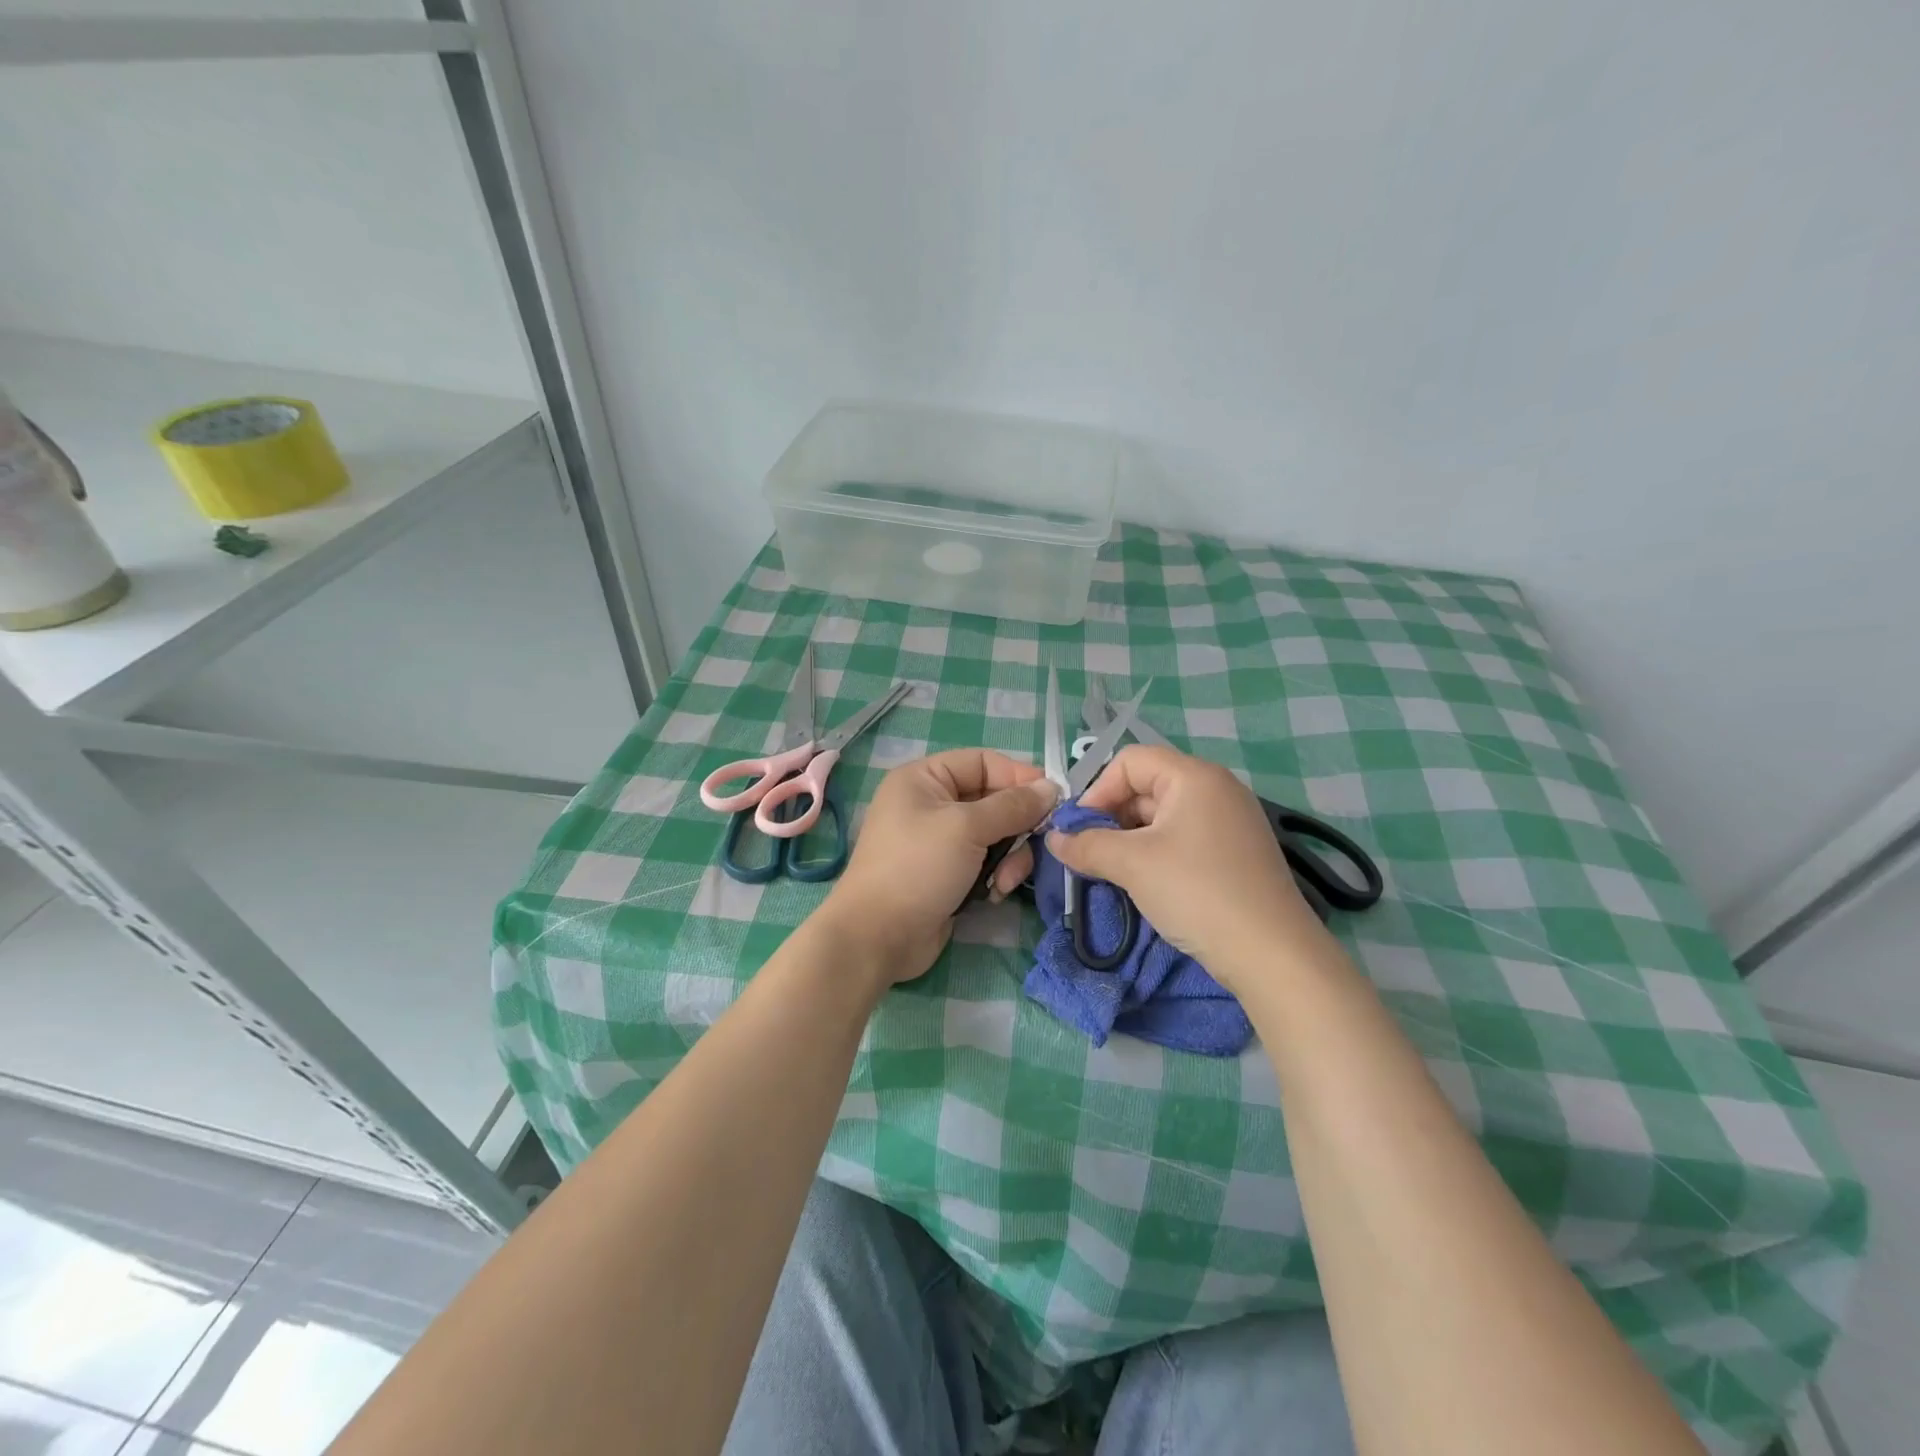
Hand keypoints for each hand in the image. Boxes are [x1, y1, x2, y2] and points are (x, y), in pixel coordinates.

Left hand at [820, 749, 1058, 984]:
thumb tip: (1050, 787)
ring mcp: (940, 841)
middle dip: (1017, 825)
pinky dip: (997, 875)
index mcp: (925, 779)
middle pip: (993, 800)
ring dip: (1010, 856)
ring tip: (1006, 880)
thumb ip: (1012, 806)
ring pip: (995, 834)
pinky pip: (986, 862)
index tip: (1052, 798)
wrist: (879, 937)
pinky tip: (995, 894)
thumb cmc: (918, 867)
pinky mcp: (949, 874)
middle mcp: (931, 804)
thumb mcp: (967, 828)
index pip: (983, 762)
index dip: (1018, 776)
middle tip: (1037, 844)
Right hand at [1044, 745, 1331, 990]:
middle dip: (1112, 817)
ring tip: (1115, 872)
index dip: (1097, 790)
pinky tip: (1149, 883)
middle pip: (1147, 785)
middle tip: (1093, 855)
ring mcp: (1231, 820)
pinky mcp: (1237, 852)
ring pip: (1164, 815)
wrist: (1272, 955)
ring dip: (1131, 838)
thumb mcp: (1132, 865)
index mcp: (1194, 776)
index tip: (1081, 831)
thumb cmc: (1197, 892)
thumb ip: (1086, 845)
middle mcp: (1217, 788)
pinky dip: (1158, 852)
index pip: (1130, 761)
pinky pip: (1185, 837)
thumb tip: (1053, 838)